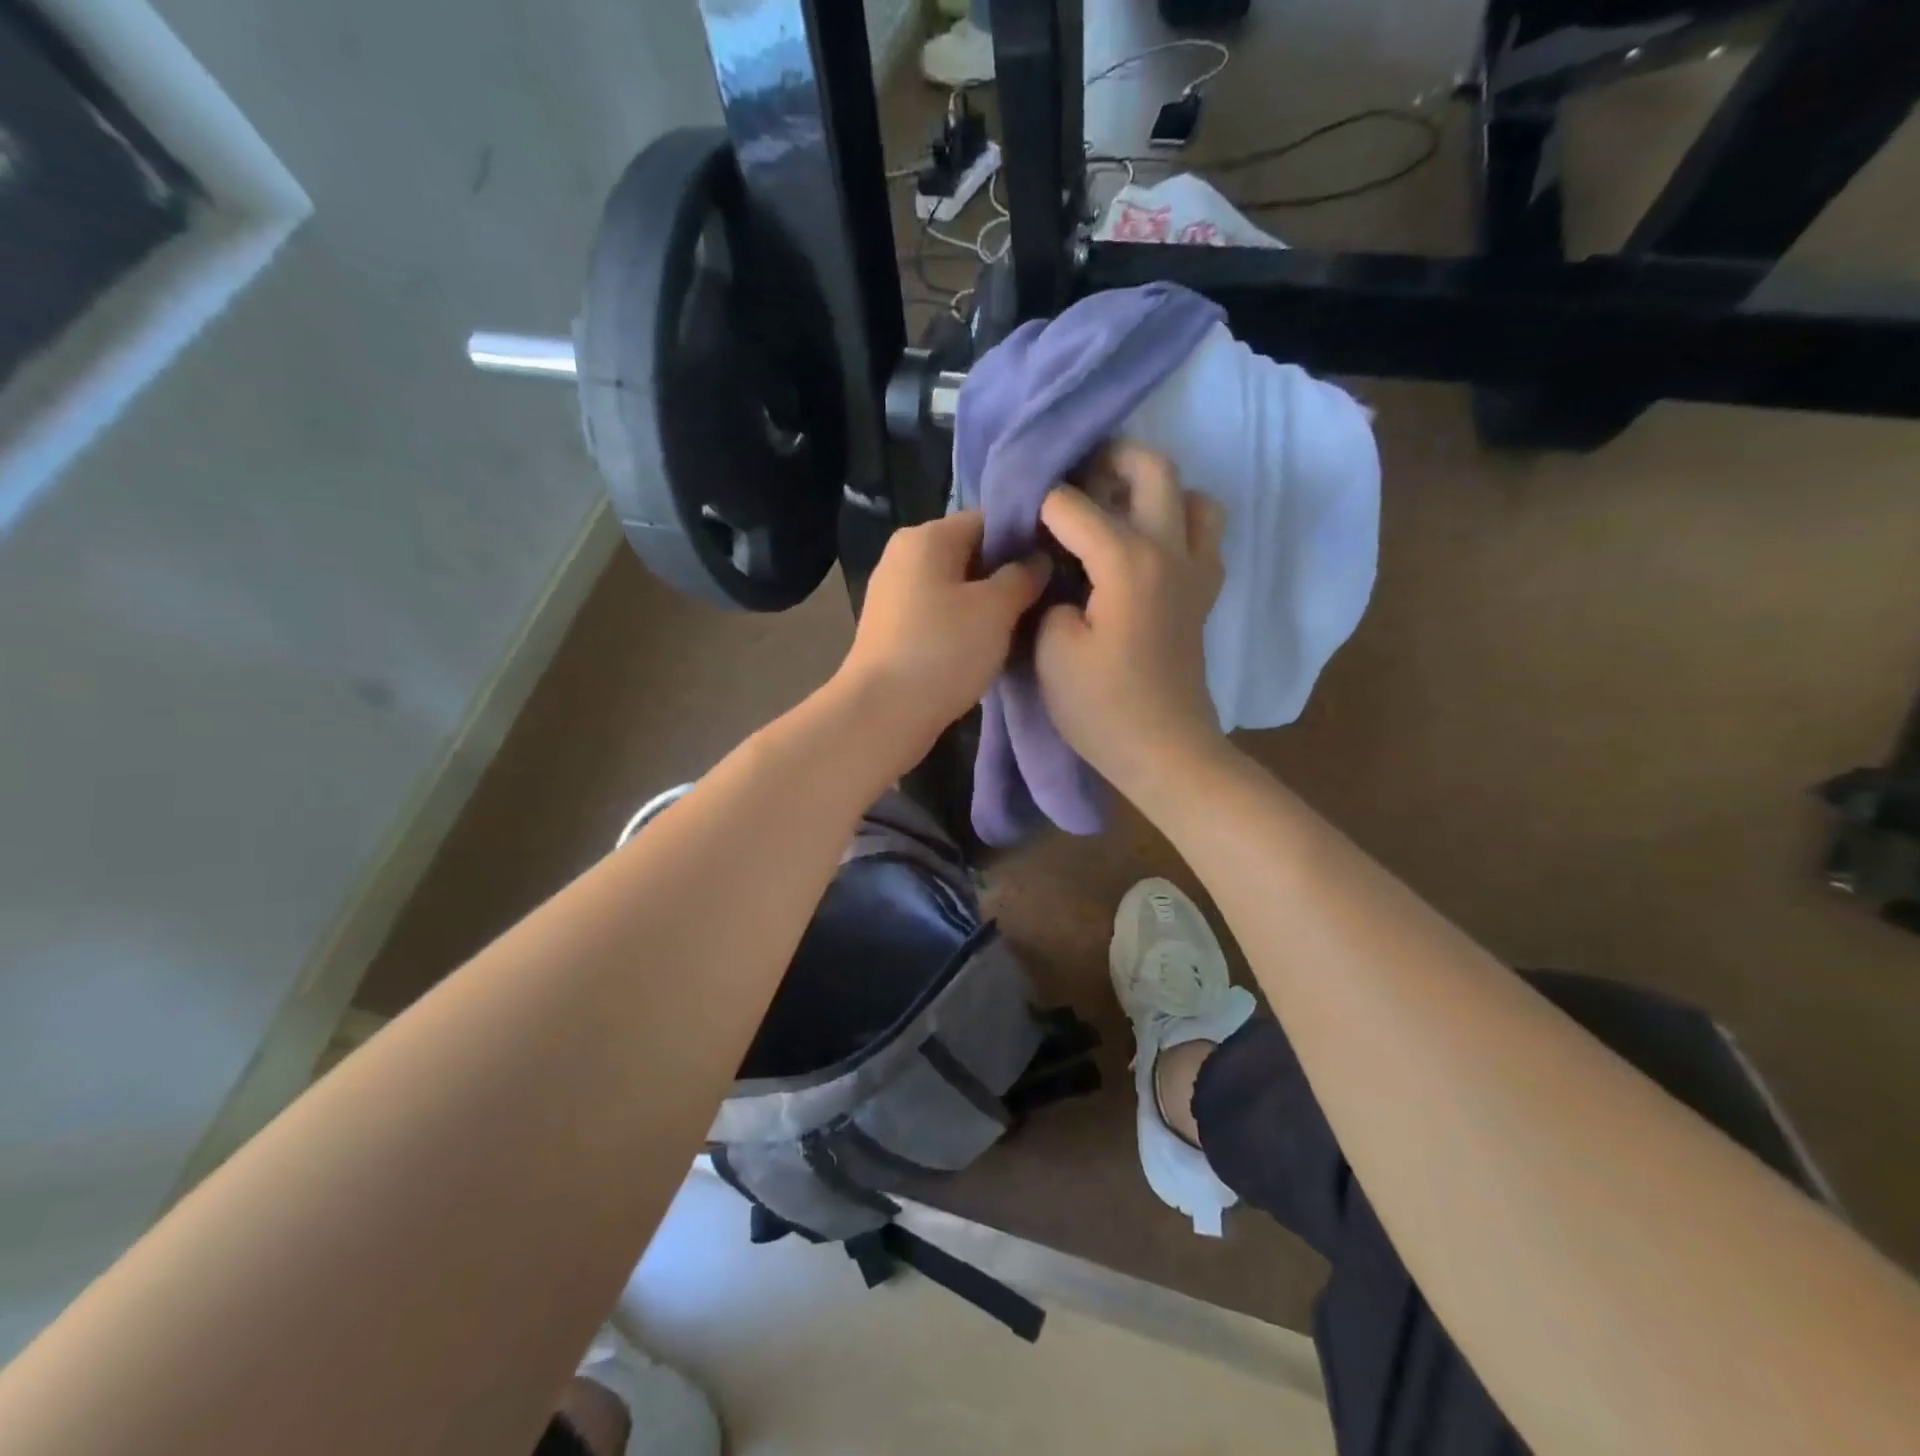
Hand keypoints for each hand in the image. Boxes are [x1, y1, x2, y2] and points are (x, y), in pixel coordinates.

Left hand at [832, 511, 1049, 773]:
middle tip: (1047, 599)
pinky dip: (965, 626)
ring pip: (956, 588)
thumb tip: (1038, 560)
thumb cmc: (943, 650)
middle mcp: (904, 557)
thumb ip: (1023, 577)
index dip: (1027, 539)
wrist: (883, 713)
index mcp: (926, 537)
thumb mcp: (995, 609)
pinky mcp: (893, 631)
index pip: (988, 520)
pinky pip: (940, 615)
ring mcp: (895, 595)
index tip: (1058, 563)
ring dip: (989, 605)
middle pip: (971, 553)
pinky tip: (989, 647)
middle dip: (1008, 575)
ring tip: (1024, 626)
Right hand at [1034, 443, 1226, 797]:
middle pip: (1154, 469)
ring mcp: (1196, 571)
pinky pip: (1203, 536)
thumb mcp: (1050, 651)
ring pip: (1194, 497)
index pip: (1072, 504)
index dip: (1036, 504)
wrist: (1164, 752)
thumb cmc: (1101, 708)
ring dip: (1155, 490)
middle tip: (1073, 480)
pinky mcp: (1203, 594)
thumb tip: (1053, 571)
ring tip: (1117, 509)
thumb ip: (1046, 594)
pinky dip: (1178, 525)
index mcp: (1128, 560)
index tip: (1013, 518)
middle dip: (1109, 460)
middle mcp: (1170, 550)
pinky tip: (1144, 550)